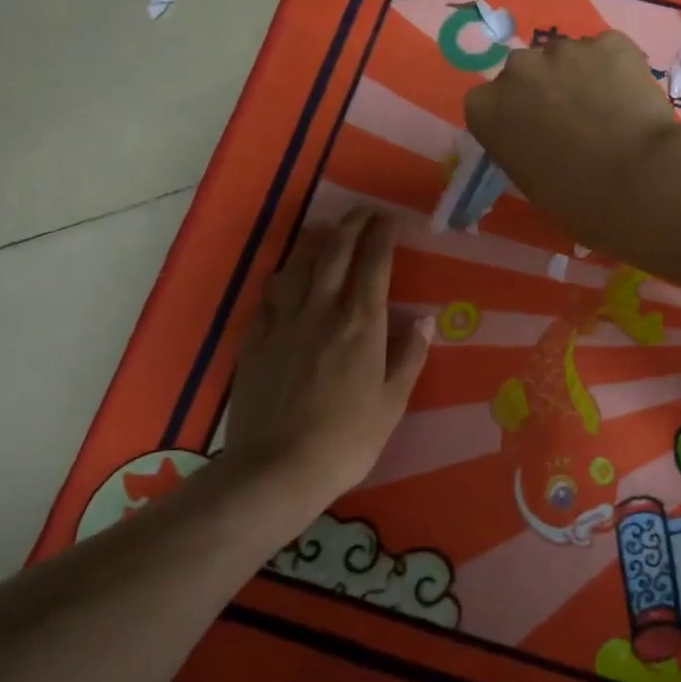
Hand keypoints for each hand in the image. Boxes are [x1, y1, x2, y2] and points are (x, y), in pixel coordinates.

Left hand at [224, 209, 431, 524]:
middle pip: (333, 253)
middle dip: (349, 225)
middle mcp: (321, 312)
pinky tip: (284, 282)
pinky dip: (281, 281)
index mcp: (360, 325)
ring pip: (296, 268)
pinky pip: (268, 298)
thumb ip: (410, 356)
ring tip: (323, 234)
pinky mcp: (254, 342)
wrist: (277, 470)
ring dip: (312, 244)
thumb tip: (426, 319)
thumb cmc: (347, 440)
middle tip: (361, 211)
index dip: (382, 235)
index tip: (390, 218)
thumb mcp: (393, 403)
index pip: (373, 264)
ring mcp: (283, 324)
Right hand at [464, 32, 680, 248]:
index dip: (514, 117)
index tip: (534, 136)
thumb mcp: (530, 181)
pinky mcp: (609, 42)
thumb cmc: (578, 200)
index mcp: (486, 108)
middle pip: (526, 72)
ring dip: (580, 77)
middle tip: (574, 121)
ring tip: (609, 110)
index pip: (489, 103)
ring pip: (568, 58)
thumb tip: (543, 138)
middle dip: (544, 90)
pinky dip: (617, 69)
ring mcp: (564, 50)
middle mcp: (517, 69)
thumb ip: (523, 147)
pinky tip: (632, 99)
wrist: (638, 182)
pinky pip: (608, 52)